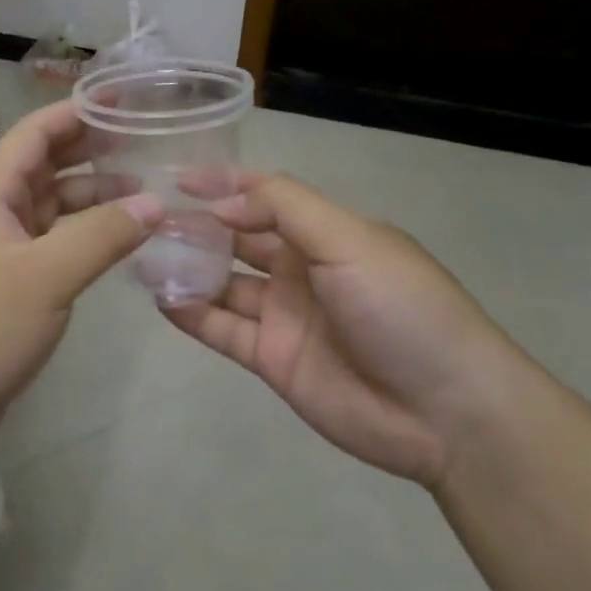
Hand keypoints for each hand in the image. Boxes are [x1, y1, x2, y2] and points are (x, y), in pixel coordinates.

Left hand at [0, 101, 161, 478]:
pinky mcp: (15, 278)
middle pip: (47, 163)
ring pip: (55, 203)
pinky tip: (122, 237)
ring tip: (147, 191)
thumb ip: (102, 234)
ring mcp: (5, 245)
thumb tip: (155, 201)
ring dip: (95, 193)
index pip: (35, 133)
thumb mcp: (47, 276)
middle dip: (92, 148)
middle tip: (146, 140)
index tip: (124, 99)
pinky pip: (57, 238)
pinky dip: (88, 231)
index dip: (76, 111)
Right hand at [163, 173, 521, 487]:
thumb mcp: (349, 239)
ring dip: (188, 268)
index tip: (178, 179)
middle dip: (198, 226)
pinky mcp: (273, 359)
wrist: (447, 412)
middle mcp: (301, 268)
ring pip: (224, 283)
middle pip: (238, 238)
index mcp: (326, 233)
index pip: (266, 197)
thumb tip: (221, 204)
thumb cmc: (401, 307)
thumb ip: (283, 208)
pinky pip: (223, 329)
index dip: (225, 185)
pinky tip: (161, 299)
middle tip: (149, 220)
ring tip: (143, 256)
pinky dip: (192, 314)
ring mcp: (285, 315)